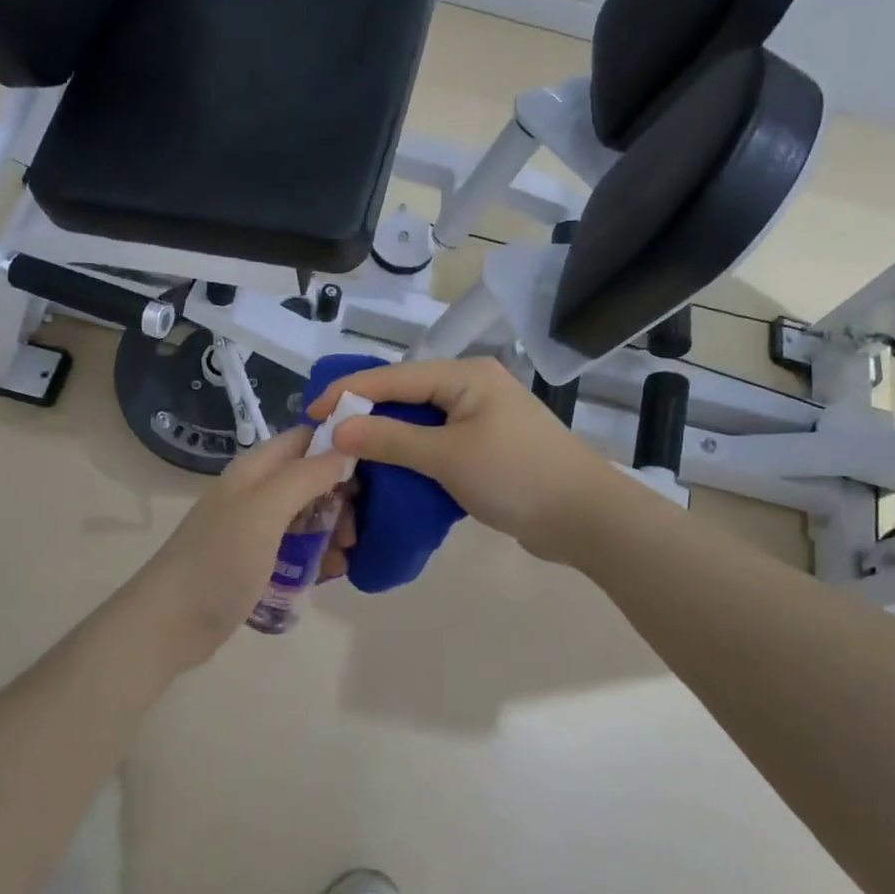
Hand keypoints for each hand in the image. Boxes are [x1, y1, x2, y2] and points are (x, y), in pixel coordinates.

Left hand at [139, 426, 357, 651]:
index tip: (373, 468)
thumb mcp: (265, 510)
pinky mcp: (258, 561)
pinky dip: (318, 556)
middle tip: (355, 527)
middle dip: (341, 497)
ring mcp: (257, 528)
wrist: (170, 624)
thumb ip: (306, 476)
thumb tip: (347, 449)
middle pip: (312, 478)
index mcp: (256, 469)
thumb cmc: (219, 560)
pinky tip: (333, 573)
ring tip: (347, 555)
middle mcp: (257, 492)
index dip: (339, 445)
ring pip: (309, 515)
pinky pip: (299, 548)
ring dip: (334, 530)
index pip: (305, 438)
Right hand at [311, 358, 623, 564]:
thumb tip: (337, 428)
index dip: (348, 392)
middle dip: (364, 413)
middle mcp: (472, 387)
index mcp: (465, 375)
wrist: (585, 518)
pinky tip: (387, 470)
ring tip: (347, 452)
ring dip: (386, 437)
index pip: (393, 376)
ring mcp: (482, 417)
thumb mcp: (447, 456)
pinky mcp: (487, 447)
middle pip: (405, 394)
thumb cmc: (516, 476)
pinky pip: (438, 442)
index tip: (309, 413)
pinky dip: (411, 454)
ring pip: (420, 421)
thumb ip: (391, 439)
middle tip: (324, 434)